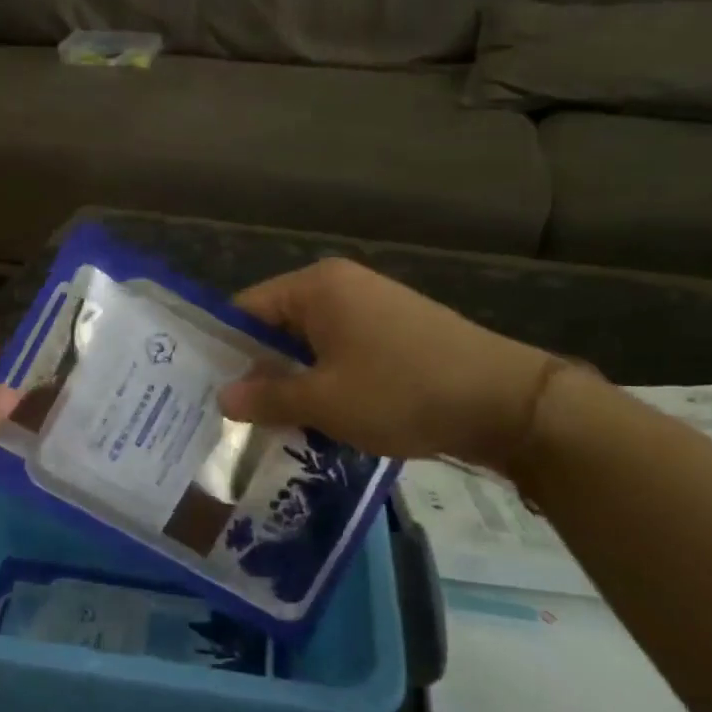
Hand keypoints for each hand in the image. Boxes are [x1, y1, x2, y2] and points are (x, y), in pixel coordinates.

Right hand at [217, 258, 557, 469]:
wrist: (507, 404)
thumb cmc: (401, 391)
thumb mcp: (323, 401)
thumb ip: (266, 397)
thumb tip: (222, 397)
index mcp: (316, 287)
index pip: (246, 309)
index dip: (223, 349)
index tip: (205, 391)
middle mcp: (341, 286)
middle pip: (277, 327)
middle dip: (258, 371)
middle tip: (234, 417)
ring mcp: (372, 307)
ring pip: (310, 345)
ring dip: (293, 382)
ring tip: (273, 425)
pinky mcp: (395, 333)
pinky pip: (341, 353)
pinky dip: (326, 382)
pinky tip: (320, 419)